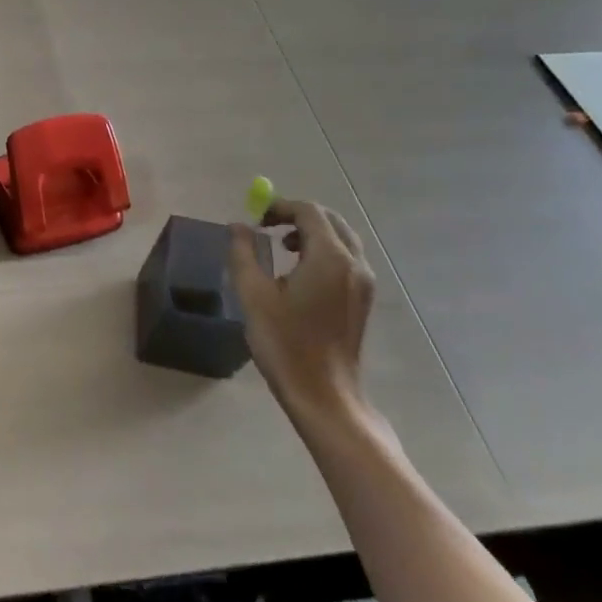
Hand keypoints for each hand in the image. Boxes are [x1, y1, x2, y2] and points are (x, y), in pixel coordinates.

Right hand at [228, 197, 375, 423]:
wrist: (323, 394)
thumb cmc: (285, 342)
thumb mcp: (253, 293)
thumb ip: (243, 252)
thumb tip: (238, 226)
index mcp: (330, 258)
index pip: (309, 212)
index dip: (280, 207)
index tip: (255, 219)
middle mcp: (354, 264)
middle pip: (330, 221)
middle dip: (297, 216)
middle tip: (267, 227)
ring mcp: (363, 283)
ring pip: (341, 239)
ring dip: (311, 233)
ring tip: (280, 247)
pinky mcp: (362, 300)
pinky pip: (345, 259)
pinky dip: (322, 251)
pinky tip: (298, 272)